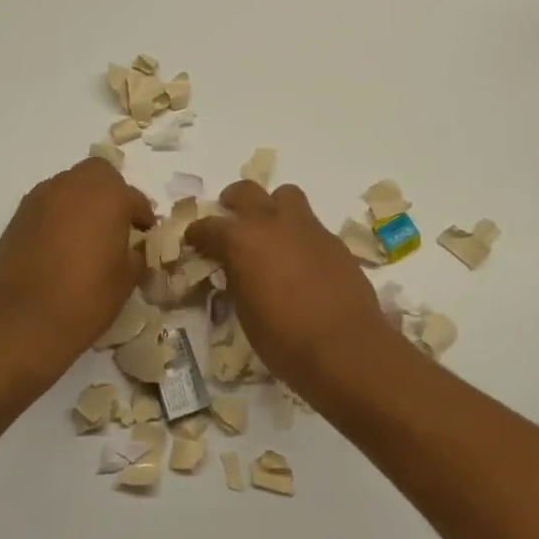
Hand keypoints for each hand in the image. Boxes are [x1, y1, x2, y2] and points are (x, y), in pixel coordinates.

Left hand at [0, 157, 155, 390]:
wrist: (21, 324)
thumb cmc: (86, 299)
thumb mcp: (127, 278)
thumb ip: (135, 252)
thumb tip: (132, 246)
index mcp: (107, 196)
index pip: (133, 197)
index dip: (142, 216)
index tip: (144, 235)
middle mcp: (72, 186)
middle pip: (97, 174)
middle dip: (110, 193)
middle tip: (115, 225)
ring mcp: (40, 199)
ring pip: (69, 186)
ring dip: (82, 202)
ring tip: (87, 237)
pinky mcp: (17, 217)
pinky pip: (47, 205)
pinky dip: (59, 216)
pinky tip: (61, 247)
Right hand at [186, 181, 390, 394]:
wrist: (344, 346)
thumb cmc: (283, 338)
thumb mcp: (245, 311)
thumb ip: (237, 278)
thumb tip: (237, 267)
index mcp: (242, 240)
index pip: (210, 226)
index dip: (198, 233)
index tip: (194, 239)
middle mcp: (273, 223)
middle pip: (247, 191)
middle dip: (234, 200)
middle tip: (231, 214)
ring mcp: (307, 227)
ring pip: (286, 196)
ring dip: (273, 207)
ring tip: (271, 230)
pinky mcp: (334, 240)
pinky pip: (311, 224)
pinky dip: (299, 233)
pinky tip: (301, 259)